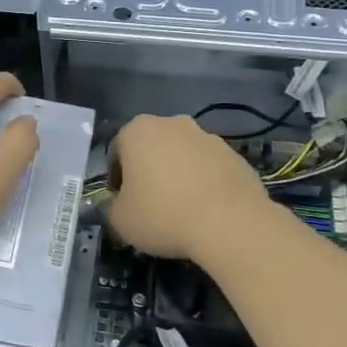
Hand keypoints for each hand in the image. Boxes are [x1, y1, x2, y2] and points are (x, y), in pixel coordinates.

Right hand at [107, 114, 272, 261]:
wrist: (231, 223)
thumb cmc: (164, 214)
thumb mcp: (120, 220)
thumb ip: (111, 207)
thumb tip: (117, 205)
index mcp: (137, 130)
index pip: (117, 152)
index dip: (118, 180)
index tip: (125, 203)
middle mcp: (172, 123)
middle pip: (153, 148)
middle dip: (150, 171)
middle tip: (152, 205)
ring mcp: (208, 136)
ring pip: (183, 156)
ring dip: (180, 175)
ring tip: (183, 211)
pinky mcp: (235, 154)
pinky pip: (210, 168)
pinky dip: (206, 184)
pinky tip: (208, 211)